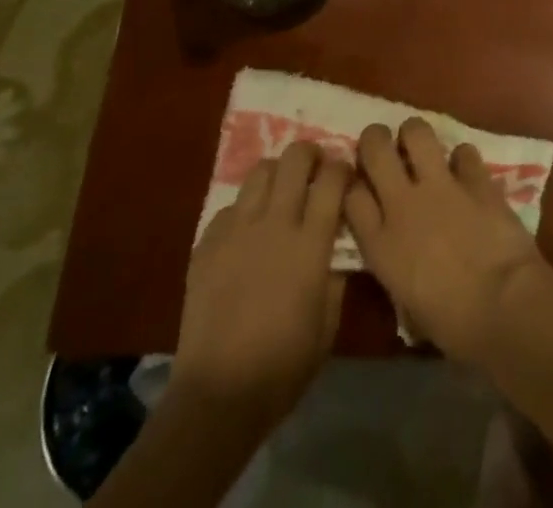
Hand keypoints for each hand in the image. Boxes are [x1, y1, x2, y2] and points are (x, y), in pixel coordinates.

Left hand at [171, 140, 347, 426]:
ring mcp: (237, 232)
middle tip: (315, 170)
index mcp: (310, 242)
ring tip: (281, 193)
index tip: (345, 177)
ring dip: (277, 174)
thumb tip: (337, 245)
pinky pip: (230, 207)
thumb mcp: (328, 323)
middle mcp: (275, 224)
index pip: (333, 178)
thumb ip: (336, 274)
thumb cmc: (284, 366)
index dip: (343, 168)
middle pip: (295, 158)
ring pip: (260, 171)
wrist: (218, 397)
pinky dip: (244, 210)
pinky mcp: (207, 245)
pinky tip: (247, 233)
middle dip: (310, 155)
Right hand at [345, 117, 552, 363]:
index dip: (354, 185)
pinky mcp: (475, 177)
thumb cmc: (453, 325)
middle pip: (375, 148)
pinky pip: (463, 151)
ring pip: (417, 132)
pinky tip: (467, 172)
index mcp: (381, 245)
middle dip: (376, 139)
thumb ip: (397, 269)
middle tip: (384, 146)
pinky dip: (463, 160)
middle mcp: (403, 205)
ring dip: (416, 136)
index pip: (351, 195)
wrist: (503, 305)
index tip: (361, 186)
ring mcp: (441, 185)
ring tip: (422, 147)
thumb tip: (403, 259)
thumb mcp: (408, 305)